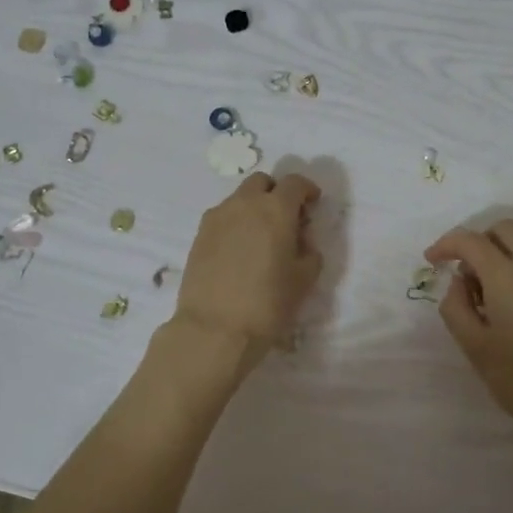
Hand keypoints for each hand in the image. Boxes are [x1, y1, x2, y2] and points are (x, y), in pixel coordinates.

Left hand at [174, 172, 322, 361]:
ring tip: (260, 237)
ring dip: (253, 207)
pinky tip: (239, 250)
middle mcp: (244, 204)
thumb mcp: (303, 279)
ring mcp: (217, 217)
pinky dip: (235, 223)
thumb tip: (300, 239)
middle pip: (262, 182)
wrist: (214, 329)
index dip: (306, 190)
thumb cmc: (268, 304)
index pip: (294, 183)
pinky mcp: (199, 235)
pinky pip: (222, 217)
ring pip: (239, 198)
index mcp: (275, 209)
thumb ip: (309, 251)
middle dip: (276, 193)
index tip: (312, 204)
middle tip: (285, 218)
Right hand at [425, 220, 512, 450]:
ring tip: (485, 300)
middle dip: (477, 241)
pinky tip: (511, 310)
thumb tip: (460, 283)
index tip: (431, 261)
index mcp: (509, 278)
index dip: (446, 245)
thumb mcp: (474, 348)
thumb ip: (456, 307)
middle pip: (504, 229)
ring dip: (498, 256)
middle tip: (463, 274)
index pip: (472, 240)